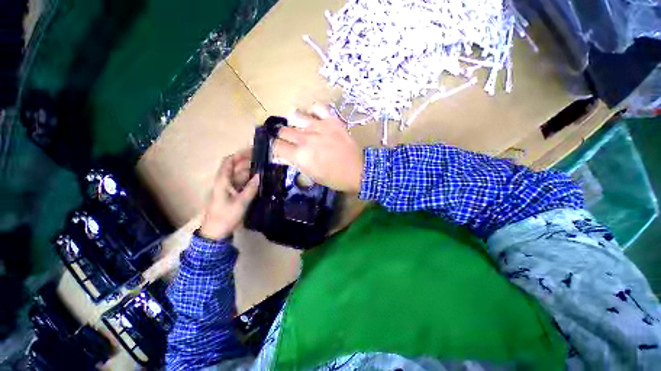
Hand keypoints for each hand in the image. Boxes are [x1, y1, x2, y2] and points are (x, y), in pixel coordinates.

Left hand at [199, 149, 259, 239]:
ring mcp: (228, 189)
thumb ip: (251, 188)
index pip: (228, 162)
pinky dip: (250, 181)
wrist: (216, 232)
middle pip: (236, 168)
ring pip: (239, 176)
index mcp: (222, 181)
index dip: (239, 155)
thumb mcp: (241, 202)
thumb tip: (260, 175)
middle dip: (248, 162)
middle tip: (263, 161)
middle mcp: (224, 182)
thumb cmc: (226, 216)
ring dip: (250, 172)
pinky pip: (241, 184)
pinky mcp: (232, 195)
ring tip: (264, 169)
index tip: (253, 151)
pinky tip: (259, 181)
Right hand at [273, 104, 362, 192]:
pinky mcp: (331, 120)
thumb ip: (296, 163)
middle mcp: (306, 138)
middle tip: (291, 141)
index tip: (280, 150)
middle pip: (283, 130)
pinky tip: (314, 118)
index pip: (276, 146)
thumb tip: (283, 156)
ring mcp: (319, 126)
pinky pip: (317, 107)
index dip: (276, 148)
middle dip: (284, 136)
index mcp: (300, 155)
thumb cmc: (334, 178)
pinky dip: (313, 111)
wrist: (357, 171)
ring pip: (295, 115)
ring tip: (301, 128)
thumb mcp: (312, 175)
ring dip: (295, 123)